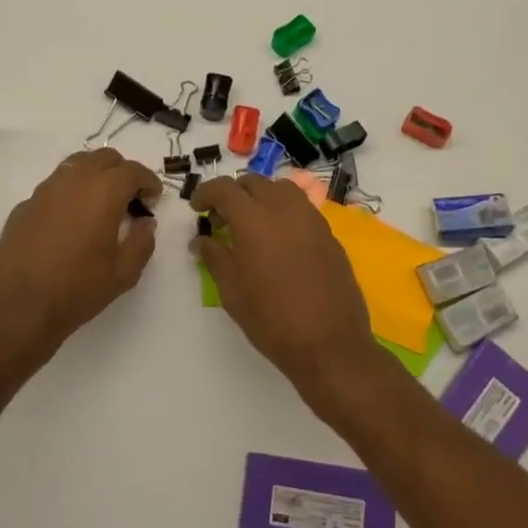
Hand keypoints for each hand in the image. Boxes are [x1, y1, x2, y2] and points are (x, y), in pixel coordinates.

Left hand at [0, 148, 162, 352]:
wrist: (18, 307)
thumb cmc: (78, 289)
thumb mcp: (124, 273)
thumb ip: (142, 242)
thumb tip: (145, 223)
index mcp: (103, 191)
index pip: (133, 170)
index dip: (148, 182)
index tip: (153, 199)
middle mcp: (73, 181)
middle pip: (103, 158)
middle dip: (121, 172)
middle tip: (129, 200)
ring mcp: (44, 191)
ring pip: (75, 166)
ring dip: (94, 178)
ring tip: (100, 207)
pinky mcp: (24, 206)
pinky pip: (54, 188)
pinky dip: (69, 195)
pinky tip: (70, 223)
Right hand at [189, 174, 382, 411]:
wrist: (329, 344)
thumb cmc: (271, 320)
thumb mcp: (232, 291)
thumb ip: (214, 257)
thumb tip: (201, 240)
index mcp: (255, 220)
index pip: (225, 189)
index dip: (207, 193)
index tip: (198, 208)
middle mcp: (285, 210)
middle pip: (255, 183)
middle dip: (234, 194)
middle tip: (222, 219)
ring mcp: (312, 220)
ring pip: (283, 190)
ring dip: (263, 197)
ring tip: (253, 224)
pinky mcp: (330, 235)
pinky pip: (302, 209)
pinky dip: (284, 212)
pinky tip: (279, 241)